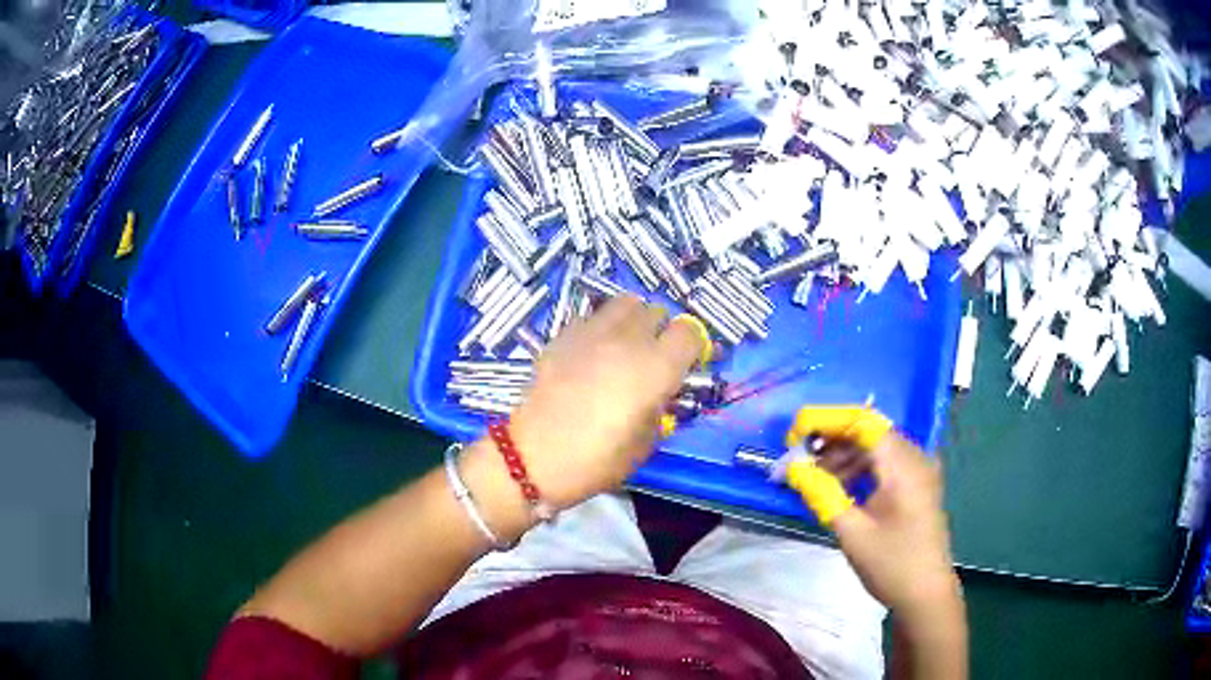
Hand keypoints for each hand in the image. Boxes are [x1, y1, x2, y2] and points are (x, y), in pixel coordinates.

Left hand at [500, 296, 707, 509]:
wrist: (531, 458)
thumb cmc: (594, 461)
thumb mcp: (644, 444)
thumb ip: (661, 408)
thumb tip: (661, 392)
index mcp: (655, 369)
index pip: (690, 332)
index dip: (693, 347)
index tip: (686, 365)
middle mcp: (627, 340)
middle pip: (659, 312)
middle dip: (664, 332)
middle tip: (655, 359)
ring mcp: (592, 332)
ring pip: (627, 303)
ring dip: (635, 320)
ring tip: (627, 346)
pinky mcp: (564, 334)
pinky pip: (594, 316)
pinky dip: (603, 326)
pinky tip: (594, 352)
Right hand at [786, 407, 958, 616]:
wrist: (925, 594)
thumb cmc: (891, 565)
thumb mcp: (852, 532)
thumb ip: (821, 493)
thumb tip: (792, 467)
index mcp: (903, 465)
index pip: (863, 422)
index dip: (826, 420)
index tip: (794, 432)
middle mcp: (915, 457)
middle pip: (870, 431)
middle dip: (831, 439)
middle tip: (798, 457)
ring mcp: (919, 470)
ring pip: (876, 447)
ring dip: (843, 455)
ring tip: (814, 476)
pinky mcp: (917, 483)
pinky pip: (885, 463)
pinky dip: (859, 468)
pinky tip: (839, 486)